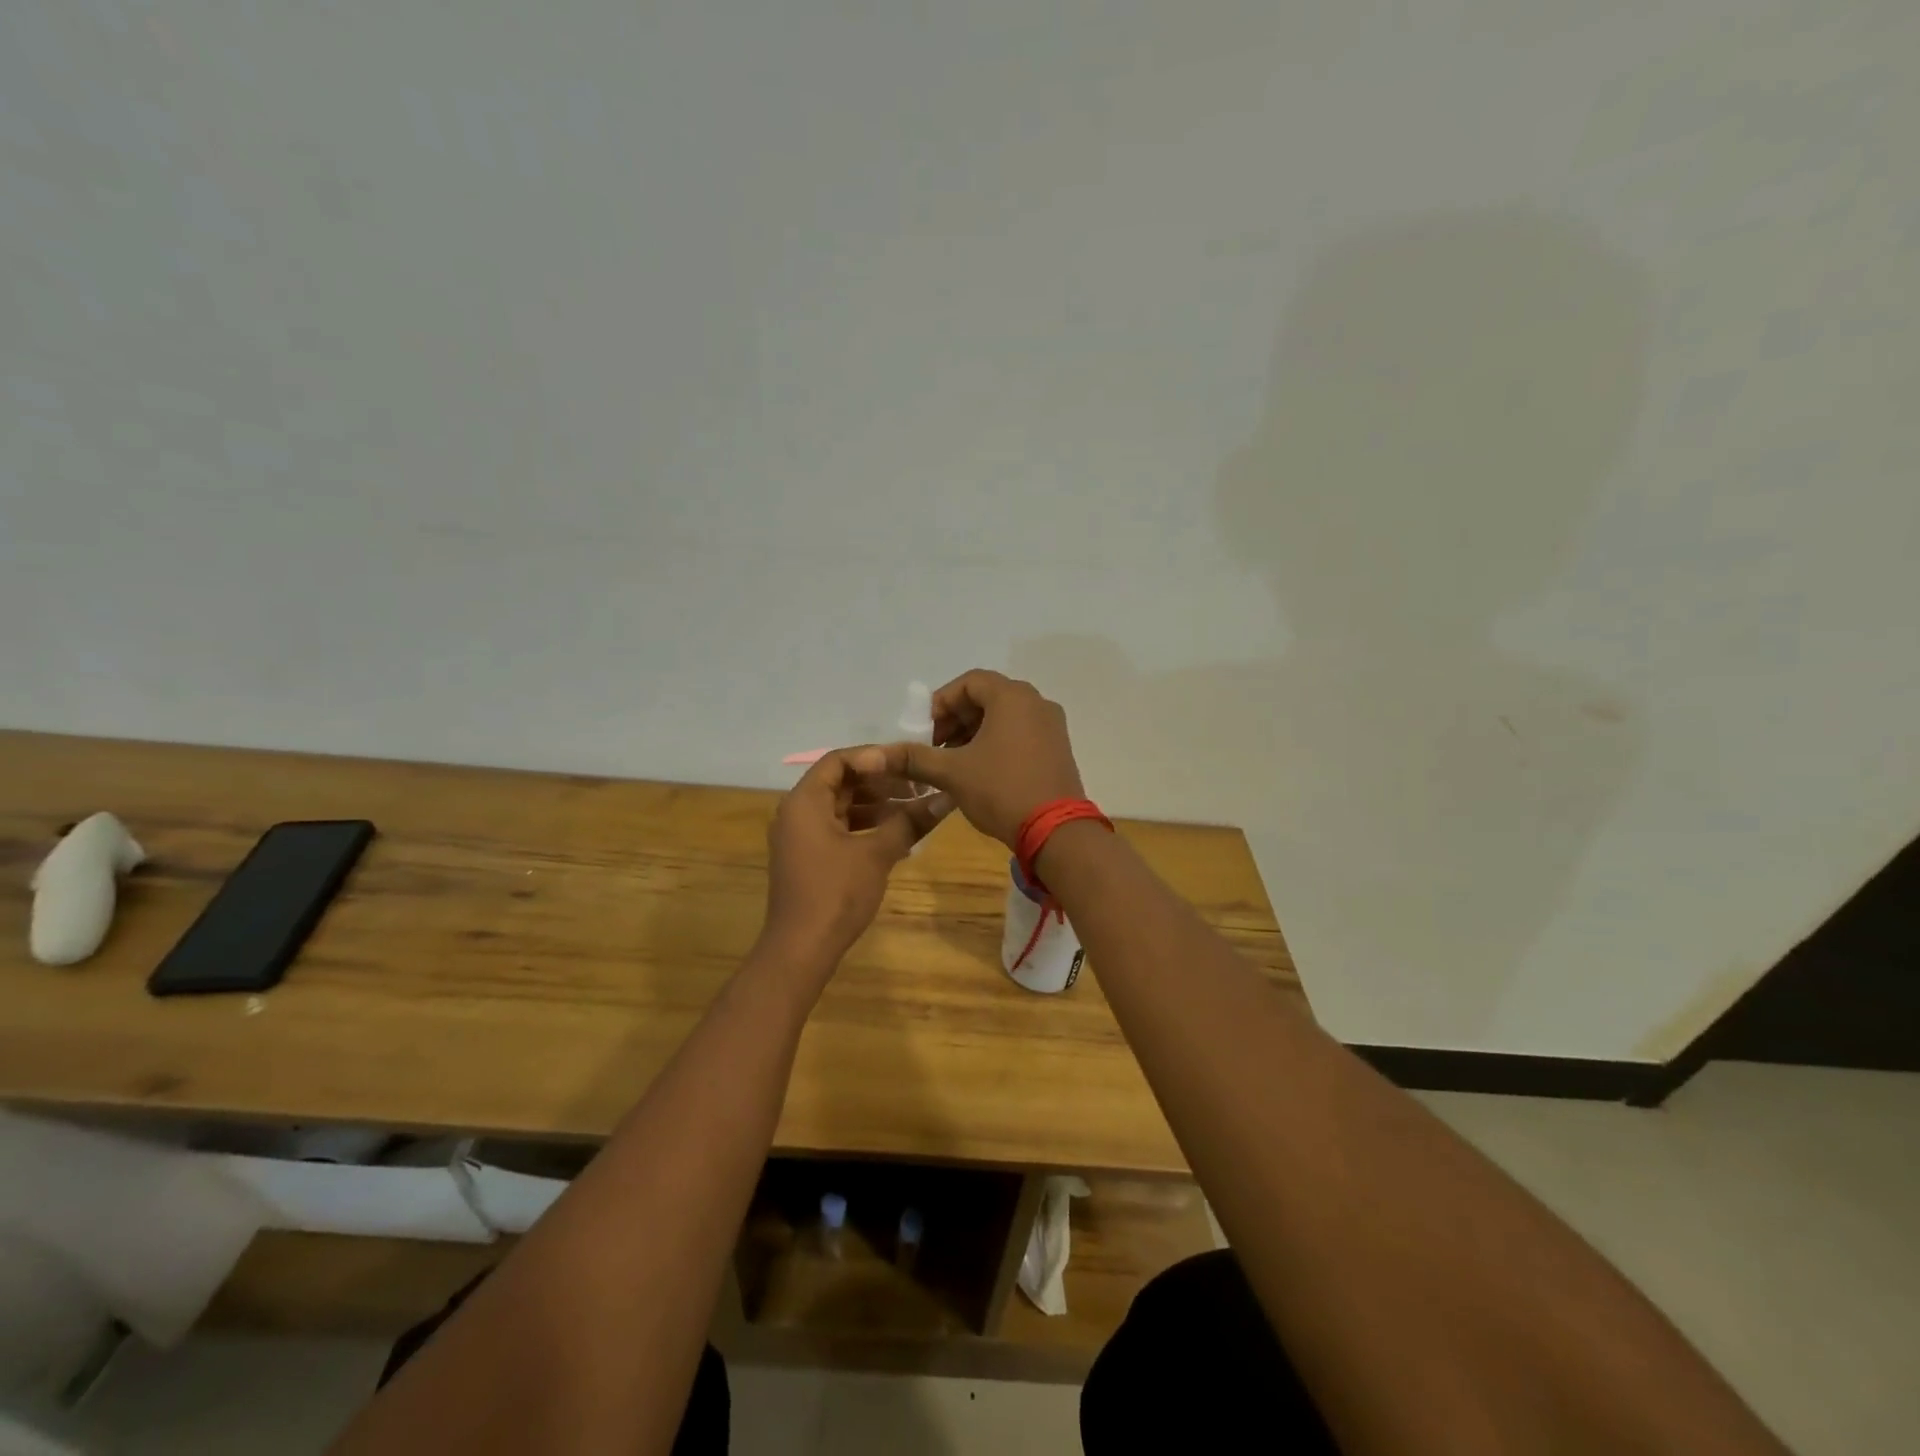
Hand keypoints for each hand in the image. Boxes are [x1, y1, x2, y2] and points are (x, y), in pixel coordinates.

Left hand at [760, 746, 951, 968]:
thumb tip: (947, 799)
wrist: (801, 949)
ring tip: (914, 809)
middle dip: (880, 782)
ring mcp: (800, 837)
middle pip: (840, 782)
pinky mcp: (808, 857)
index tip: (907, 764)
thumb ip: (910, 821)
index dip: (874, 757)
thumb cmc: (836, 892)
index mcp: (804, 801)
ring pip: (841, 807)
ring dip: (876, 805)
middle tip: (917, 785)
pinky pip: (837, 828)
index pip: (838, 760)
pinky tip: (897, 835)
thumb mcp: (877, 853)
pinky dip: (865, 826)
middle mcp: (796, 812)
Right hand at [887, 670, 1084, 847]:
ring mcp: (1051, 726)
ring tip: (952, 763)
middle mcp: (1036, 702)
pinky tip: (979, 771)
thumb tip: (869, 756)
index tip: (924, 731)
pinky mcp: (1058, 748)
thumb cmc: (1001, 790)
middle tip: (934, 748)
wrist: (1056, 833)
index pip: (969, 682)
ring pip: (1004, 717)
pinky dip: (996, 743)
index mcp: (1012, 697)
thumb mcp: (952, 773)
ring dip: (974, 733)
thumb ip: (913, 758)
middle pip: (987, 698)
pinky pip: (1021, 733)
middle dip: (955, 720)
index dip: (941, 703)